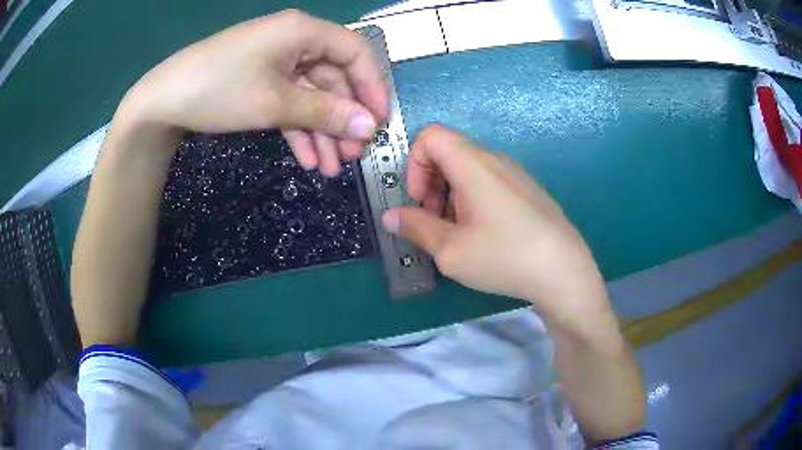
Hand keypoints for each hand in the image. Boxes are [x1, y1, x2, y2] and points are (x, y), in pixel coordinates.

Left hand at [120, 9, 387, 175]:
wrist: (163, 101)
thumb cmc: (219, 89)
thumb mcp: (275, 102)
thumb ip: (326, 113)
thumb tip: (370, 126)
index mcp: (303, 31)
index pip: (356, 52)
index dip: (373, 86)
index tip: (380, 122)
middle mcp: (295, 41)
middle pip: (334, 78)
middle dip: (345, 118)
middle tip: (355, 154)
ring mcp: (277, 62)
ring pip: (313, 96)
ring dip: (323, 131)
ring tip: (332, 168)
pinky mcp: (261, 82)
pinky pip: (290, 104)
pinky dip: (300, 130)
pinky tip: (309, 159)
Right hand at [382, 125, 609, 322]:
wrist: (564, 272)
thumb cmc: (504, 257)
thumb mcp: (451, 250)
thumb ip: (416, 228)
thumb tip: (390, 217)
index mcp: (473, 164)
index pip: (431, 135)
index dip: (414, 163)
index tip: (420, 201)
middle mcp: (495, 160)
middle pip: (448, 154)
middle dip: (430, 185)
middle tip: (434, 224)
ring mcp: (515, 175)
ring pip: (469, 171)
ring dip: (451, 197)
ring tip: (459, 236)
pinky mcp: (528, 191)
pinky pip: (490, 183)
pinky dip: (473, 201)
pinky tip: (484, 236)